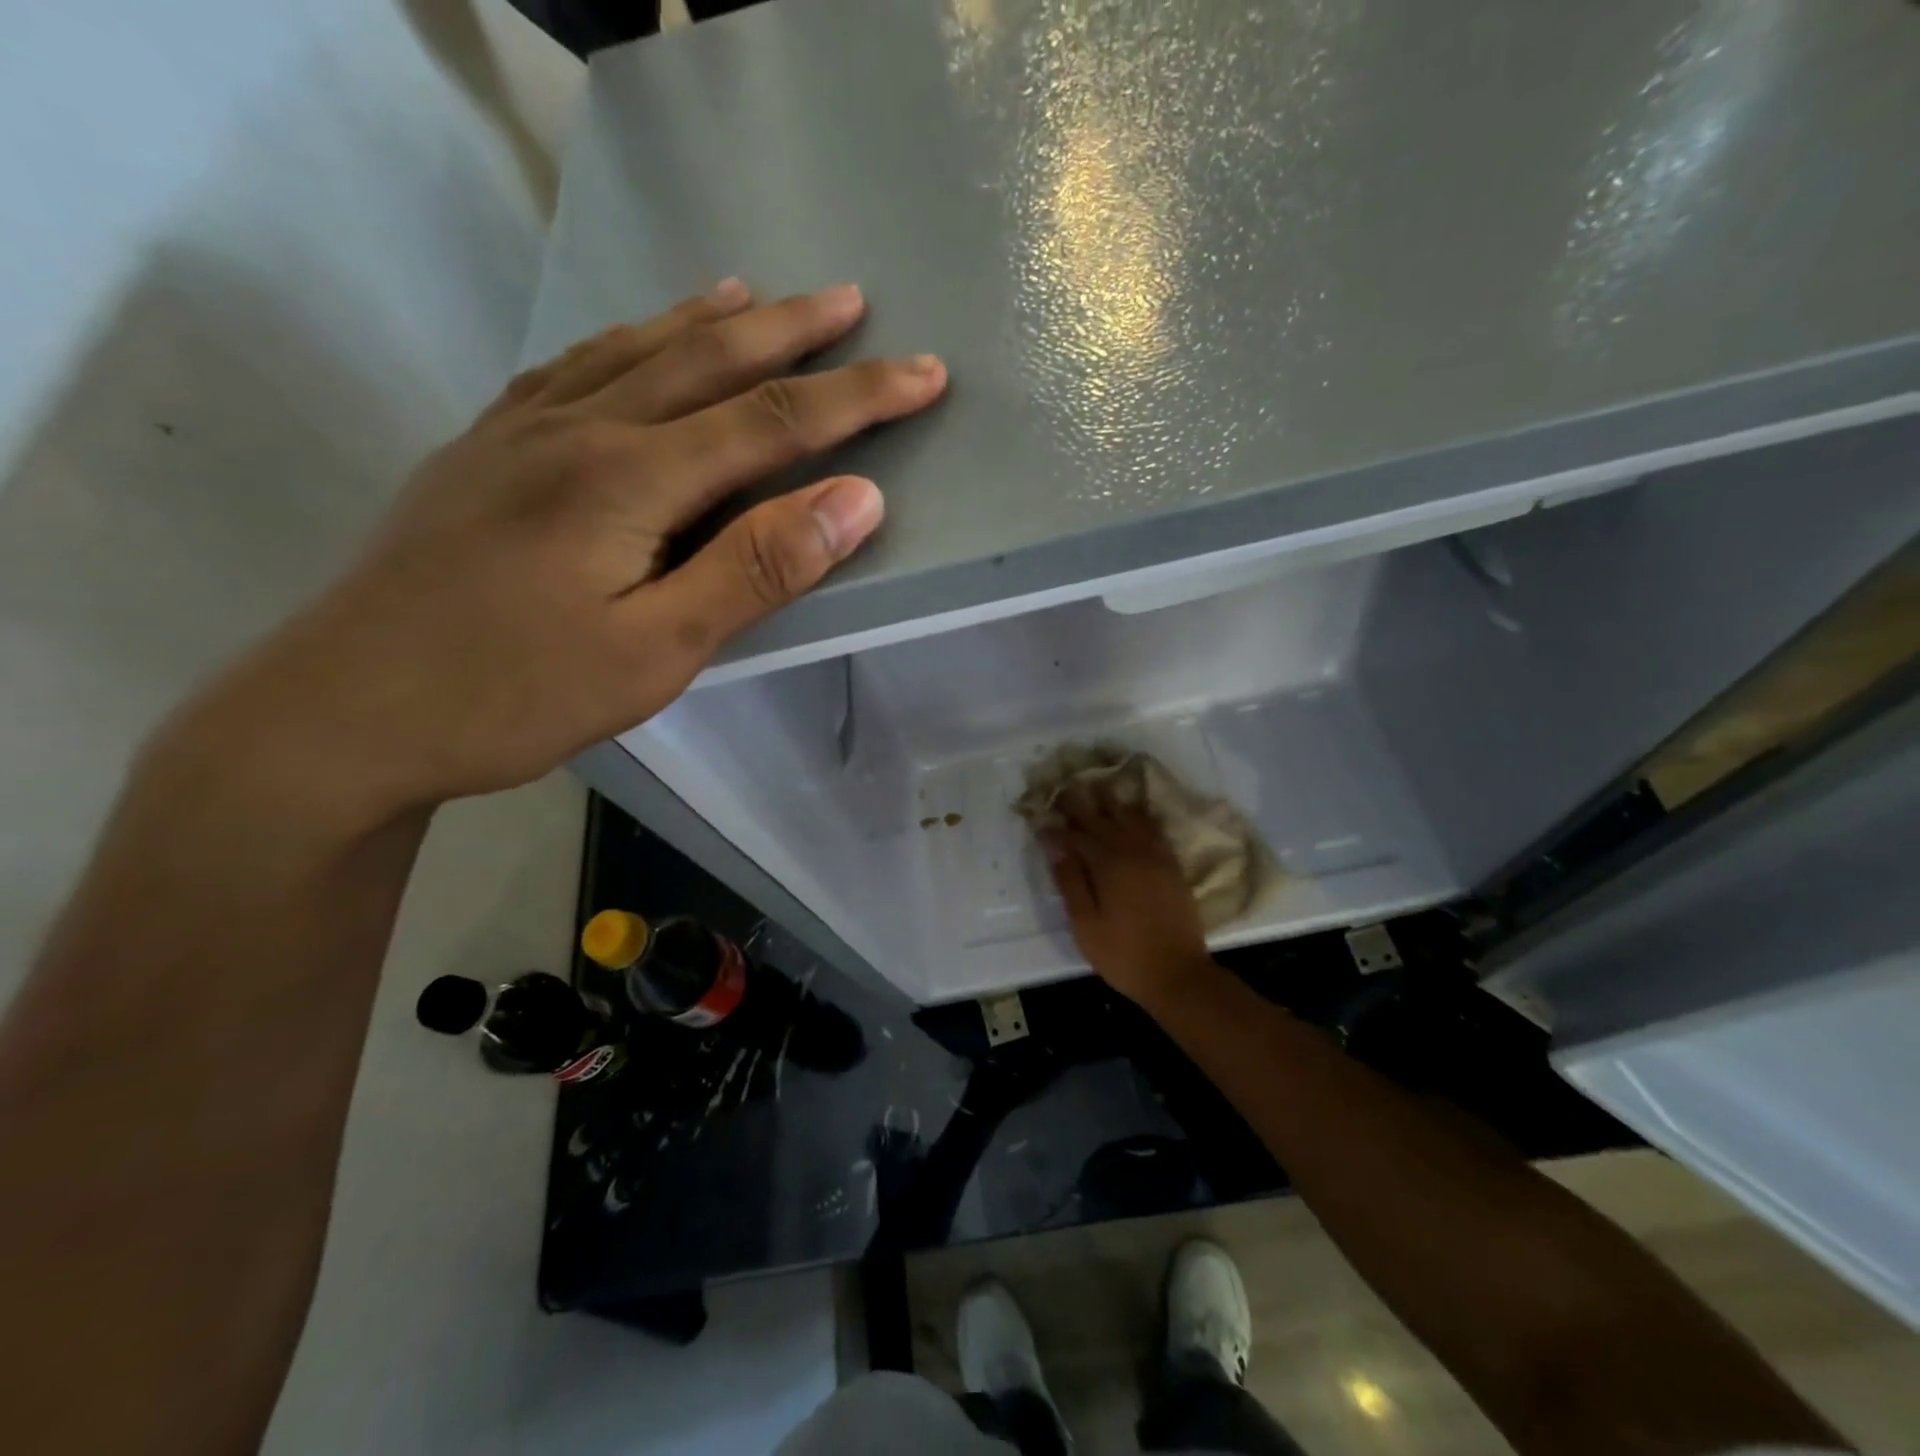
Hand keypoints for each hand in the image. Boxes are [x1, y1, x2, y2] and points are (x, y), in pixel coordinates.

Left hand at [168, 280, 945, 828]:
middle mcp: (579, 429)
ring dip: (707, 320)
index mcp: (629, 477)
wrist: (347, 709)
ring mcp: (522, 432)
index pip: (772, 421)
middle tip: (851, 300)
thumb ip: (758, 568)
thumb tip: (856, 501)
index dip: (858, 398)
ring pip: (635, 350)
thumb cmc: (516, 693)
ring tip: (755, 293)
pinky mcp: (485, 450)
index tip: (924, 375)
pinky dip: (626, 341)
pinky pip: (572, 369)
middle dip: (791, 331)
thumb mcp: (659, 650)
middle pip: (706, 361)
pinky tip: (637, 340)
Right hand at [1039, 782, 1214, 1006]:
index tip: (1040, 814)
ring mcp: (1156, 857)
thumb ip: (1071, 882)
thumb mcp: (1086, 925)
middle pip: (1103, 819)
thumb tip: (1056, 846)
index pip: (1076, 836)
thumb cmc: (1123, 954)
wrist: (1178, 975)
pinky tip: (1134, 811)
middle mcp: (1132, 852)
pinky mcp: (1172, 867)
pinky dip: (1141, 816)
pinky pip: (1155, 830)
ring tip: (1098, 786)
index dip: (1057, 825)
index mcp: (1108, 866)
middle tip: (1066, 786)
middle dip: (1082, 803)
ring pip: (1131, 818)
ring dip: (1112, 802)